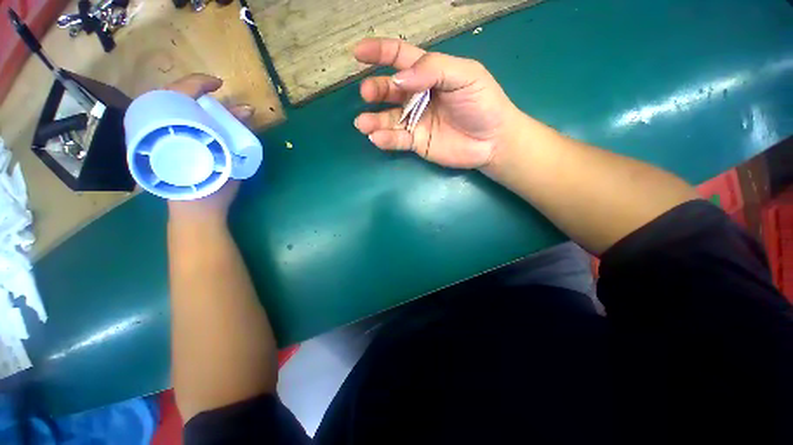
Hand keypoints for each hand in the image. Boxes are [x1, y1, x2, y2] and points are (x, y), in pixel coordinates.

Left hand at [162, 74, 254, 222]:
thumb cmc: (210, 188)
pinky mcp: (161, 149)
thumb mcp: (227, 158)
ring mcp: (156, 139)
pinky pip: (171, 124)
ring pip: (170, 110)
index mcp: (165, 128)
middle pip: (171, 98)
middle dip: (194, 93)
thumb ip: (235, 133)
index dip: (197, 83)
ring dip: (192, 105)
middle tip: (216, 99)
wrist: (195, 211)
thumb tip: (247, 109)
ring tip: (212, 110)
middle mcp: (155, 129)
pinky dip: (188, 118)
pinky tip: (201, 123)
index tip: (218, 84)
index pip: (176, 92)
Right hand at [353, 38, 521, 168]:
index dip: (379, 52)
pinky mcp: (417, 142)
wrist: (492, 141)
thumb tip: (398, 78)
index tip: (358, 53)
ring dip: (373, 119)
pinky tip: (376, 138)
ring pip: (389, 118)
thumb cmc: (483, 103)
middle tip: (367, 93)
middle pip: (390, 89)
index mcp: (429, 74)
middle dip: (375, 89)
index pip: (400, 57)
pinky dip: (385, 139)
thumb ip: (433, 69)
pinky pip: (398, 140)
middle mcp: (418, 96)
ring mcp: (416, 121)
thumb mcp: (465, 75)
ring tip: (363, 123)